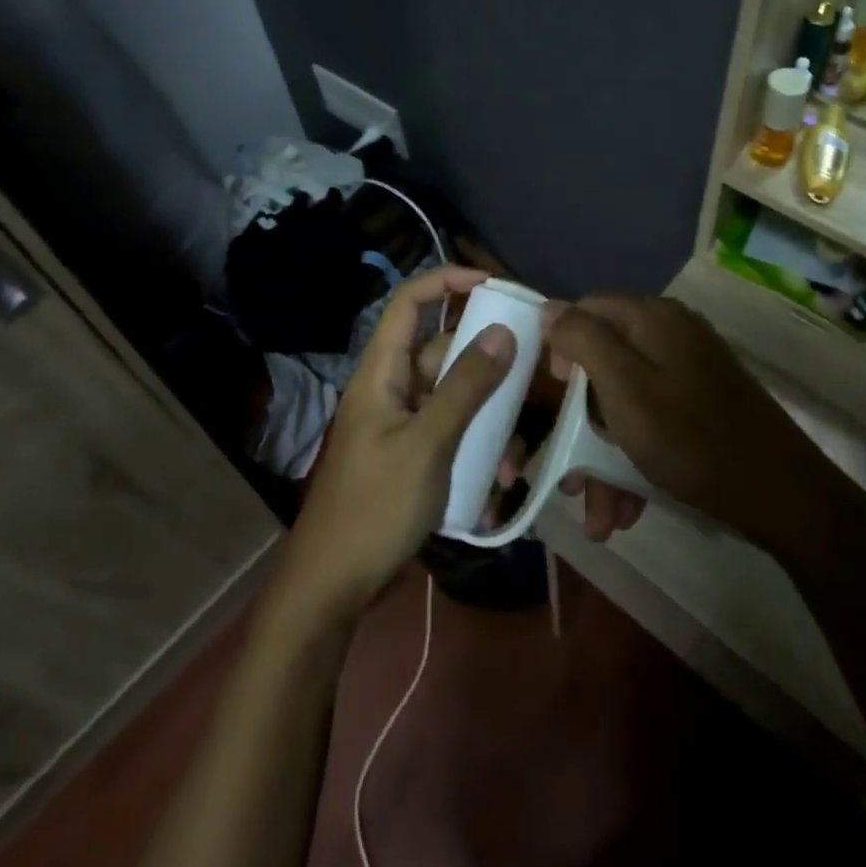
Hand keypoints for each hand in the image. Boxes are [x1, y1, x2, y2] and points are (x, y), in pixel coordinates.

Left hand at [275, 266, 511, 616]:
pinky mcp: (413, 454)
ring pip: (455, 396)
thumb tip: (503, 331)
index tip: (494, 284)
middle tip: (531, 382)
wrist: (334, 585)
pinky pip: (452, 431)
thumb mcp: (428, 444)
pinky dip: (477, 447)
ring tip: (514, 460)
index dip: (447, 281)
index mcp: (382, 371)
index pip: (410, 303)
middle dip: (487, 368)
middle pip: (443, 351)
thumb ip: (466, 387)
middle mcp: (392, 387)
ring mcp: (402, 422)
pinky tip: (499, 484)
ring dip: (488, 419)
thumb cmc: (375, 507)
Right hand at [542, 294, 838, 552]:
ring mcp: (690, 367)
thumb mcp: (624, 389)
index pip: (586, 310)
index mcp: (651, 318)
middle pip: (605, 362)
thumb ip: (584, 341)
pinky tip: (628, 505)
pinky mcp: (703, 400)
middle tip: (570, 473)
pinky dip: (635, 455)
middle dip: (581, 421)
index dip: (561, 349)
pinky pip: (653, 417)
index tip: (553, 398)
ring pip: (627, 399)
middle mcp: (670, 332)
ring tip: (599, 513)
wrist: (783, 496)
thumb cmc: (691, 438)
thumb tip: (550, 308)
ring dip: (605, 452)